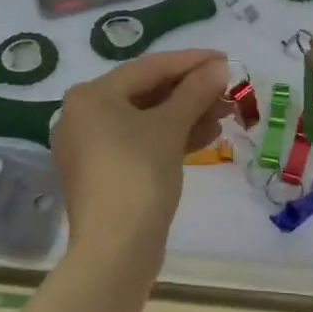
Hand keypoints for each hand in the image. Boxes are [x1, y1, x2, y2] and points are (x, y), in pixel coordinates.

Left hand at [52, 49, 230, 272]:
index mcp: (91, 95)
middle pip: (146, 92)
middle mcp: (83, 115)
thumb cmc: (139, 176)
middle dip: (191, 91)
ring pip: (145, 119)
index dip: (191, 61)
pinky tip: (206, 136)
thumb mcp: (170, 127)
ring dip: (186, 114)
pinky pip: (140, 142)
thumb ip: (195, 91)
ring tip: (225, 114)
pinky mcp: (103, 173)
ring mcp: (90, 147)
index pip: (149, 67)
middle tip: (228, 90)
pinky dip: (170, 137)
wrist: (114, 252)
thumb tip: (218, 66)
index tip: (225, 59)